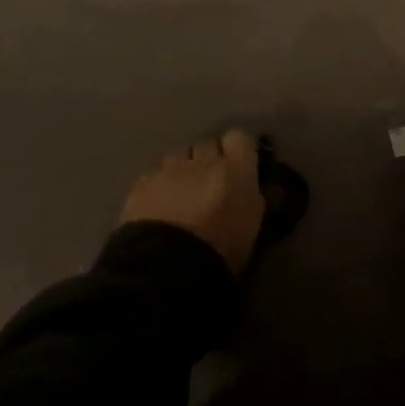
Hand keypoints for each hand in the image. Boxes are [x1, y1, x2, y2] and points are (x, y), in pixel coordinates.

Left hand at [119, 130, 264, 274]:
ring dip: (183, 168)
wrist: (167, 267)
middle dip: (209, 158)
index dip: (239, 149)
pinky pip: (155, 172)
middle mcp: (203, 160)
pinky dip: (160, 183)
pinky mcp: (143, 181)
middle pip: (208, 143)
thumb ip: (255, 198)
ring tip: (182, 192)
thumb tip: (261, 186)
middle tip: (210, 183)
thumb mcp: (251, 227)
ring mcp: (170, 168)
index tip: (239, 163)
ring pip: (179, 155)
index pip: (240, 137)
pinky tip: (159, 204)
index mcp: (235, 170)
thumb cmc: (220, 252)